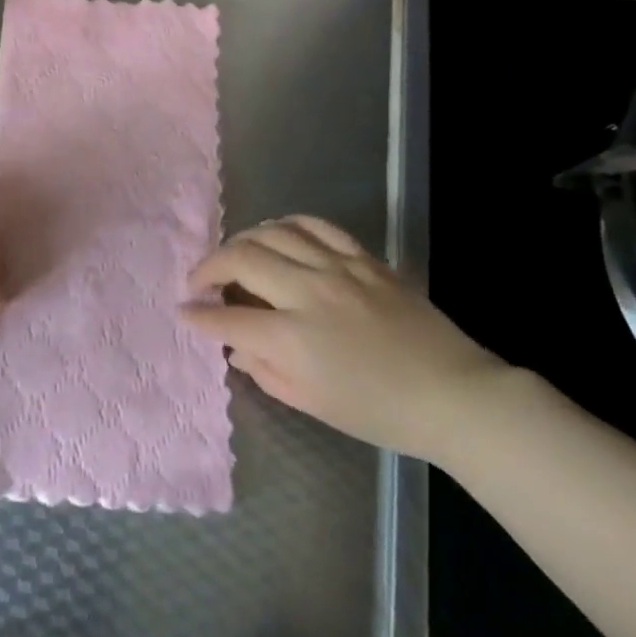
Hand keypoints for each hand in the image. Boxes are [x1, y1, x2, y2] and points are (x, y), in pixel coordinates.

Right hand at [183, 216, 509, 464]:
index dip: (199, 315)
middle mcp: (309, 292)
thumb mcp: (313, 403)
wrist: (451, 394)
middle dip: (209, 266)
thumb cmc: (379, 412)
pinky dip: (286, 224)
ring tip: (234, 254)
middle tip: (199, 280)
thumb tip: (237, 346)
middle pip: (242, 258)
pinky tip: (277, 234)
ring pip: (273, 232)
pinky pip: (315, 224)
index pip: (228, 317)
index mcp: (294, 338)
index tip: (183, 311)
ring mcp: (338, 267)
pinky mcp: (362, 257)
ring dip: (243, 240)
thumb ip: (266, 371)